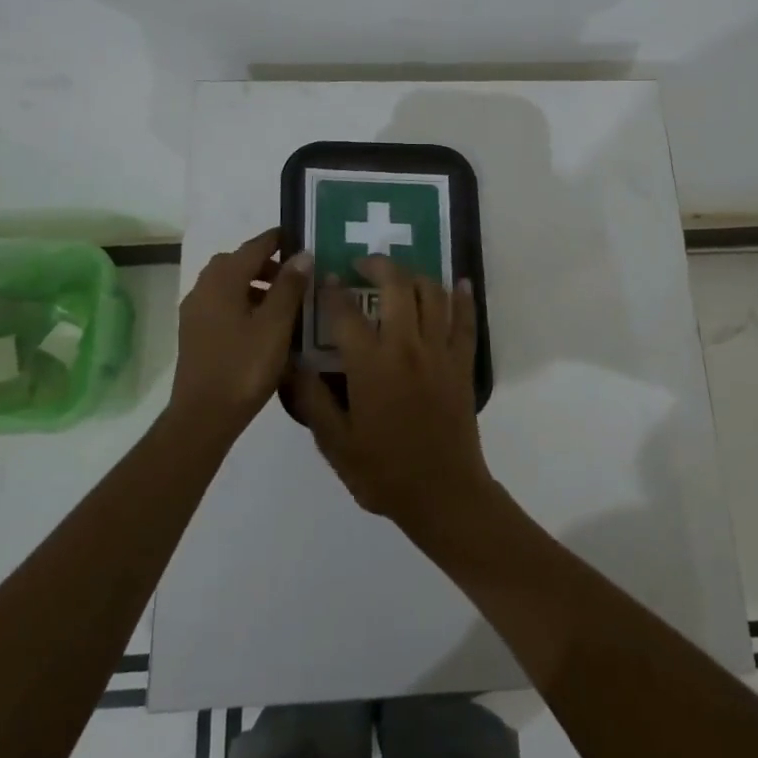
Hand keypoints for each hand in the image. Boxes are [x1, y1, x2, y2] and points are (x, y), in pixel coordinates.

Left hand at [170, 229, 310, 433]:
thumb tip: (302, 254)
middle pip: (236, 263)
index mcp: (222, 281)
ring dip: (254, 283)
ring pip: (227, 284)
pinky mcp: (194, 333)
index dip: (276, 240)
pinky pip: (221, 304)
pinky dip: (242, 301)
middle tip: (294, 274)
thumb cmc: (244, 366)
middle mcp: (203, 289)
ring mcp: (195, 312)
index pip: (253, 247)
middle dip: (265, 263)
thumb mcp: (276, 324)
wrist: (204, 415)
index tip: (298, 237)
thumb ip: (290, 286)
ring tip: (283, 301)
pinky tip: (262, 323)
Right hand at [292, 256, 495, 536]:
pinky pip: (466, 321)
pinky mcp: (463, 363)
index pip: (346, 313)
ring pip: (432, 294)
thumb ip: (312, 399)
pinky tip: (460, 282)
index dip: (332, 292)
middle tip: (362, 264)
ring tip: (400, 274)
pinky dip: (464, 298)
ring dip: (415, 275)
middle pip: (396, 286)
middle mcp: (407, 347)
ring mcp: (440, 352)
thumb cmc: (384, 472)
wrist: (443, 494)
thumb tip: (291, 362)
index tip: (324, 278)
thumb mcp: (335, 443)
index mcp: (371, 365)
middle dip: (378, 266)